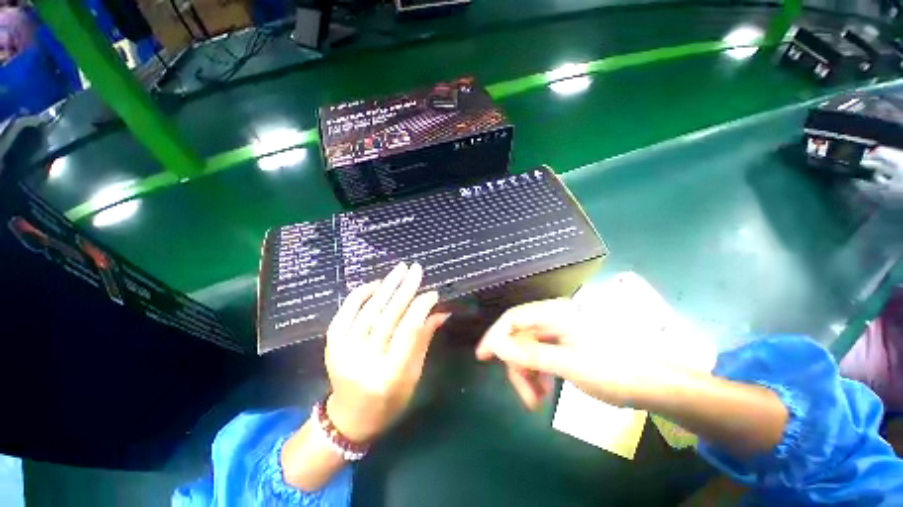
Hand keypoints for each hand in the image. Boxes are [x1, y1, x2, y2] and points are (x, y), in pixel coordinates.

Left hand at [324, 262, 447, 442]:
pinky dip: (360, 295)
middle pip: (388, 316)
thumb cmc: (389, 401)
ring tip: (400, 268)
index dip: (421, 307)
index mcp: (390, 375)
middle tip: (417, 269)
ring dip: (386, 286)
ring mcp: (343, 352)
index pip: (408, 331)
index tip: (433, 292)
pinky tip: (376, 283)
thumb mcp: (413, 374)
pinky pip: (344, 313)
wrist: (349, 419)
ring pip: (368, 311)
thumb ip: (423, 339)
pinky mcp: (331, 345)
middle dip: (405, 289)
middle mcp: (364, 361)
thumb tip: (439, 311)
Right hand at [476, 299, 654, 409]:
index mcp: (555, 313)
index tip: (482, 357)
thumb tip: (497, 347)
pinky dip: (538, 374)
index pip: (513, 318)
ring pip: (529, 350)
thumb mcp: (568, 365)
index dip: (495, 336)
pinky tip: (544, 391)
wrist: (657, 383)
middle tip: (526, 397)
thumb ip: (530, 355)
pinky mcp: (565, 345)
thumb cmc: (614, 370)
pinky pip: (541, 356)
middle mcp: (554, 318)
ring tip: (537, 400)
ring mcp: (560, 332)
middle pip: (520, 337)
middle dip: (517, 366)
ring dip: (528, 374)